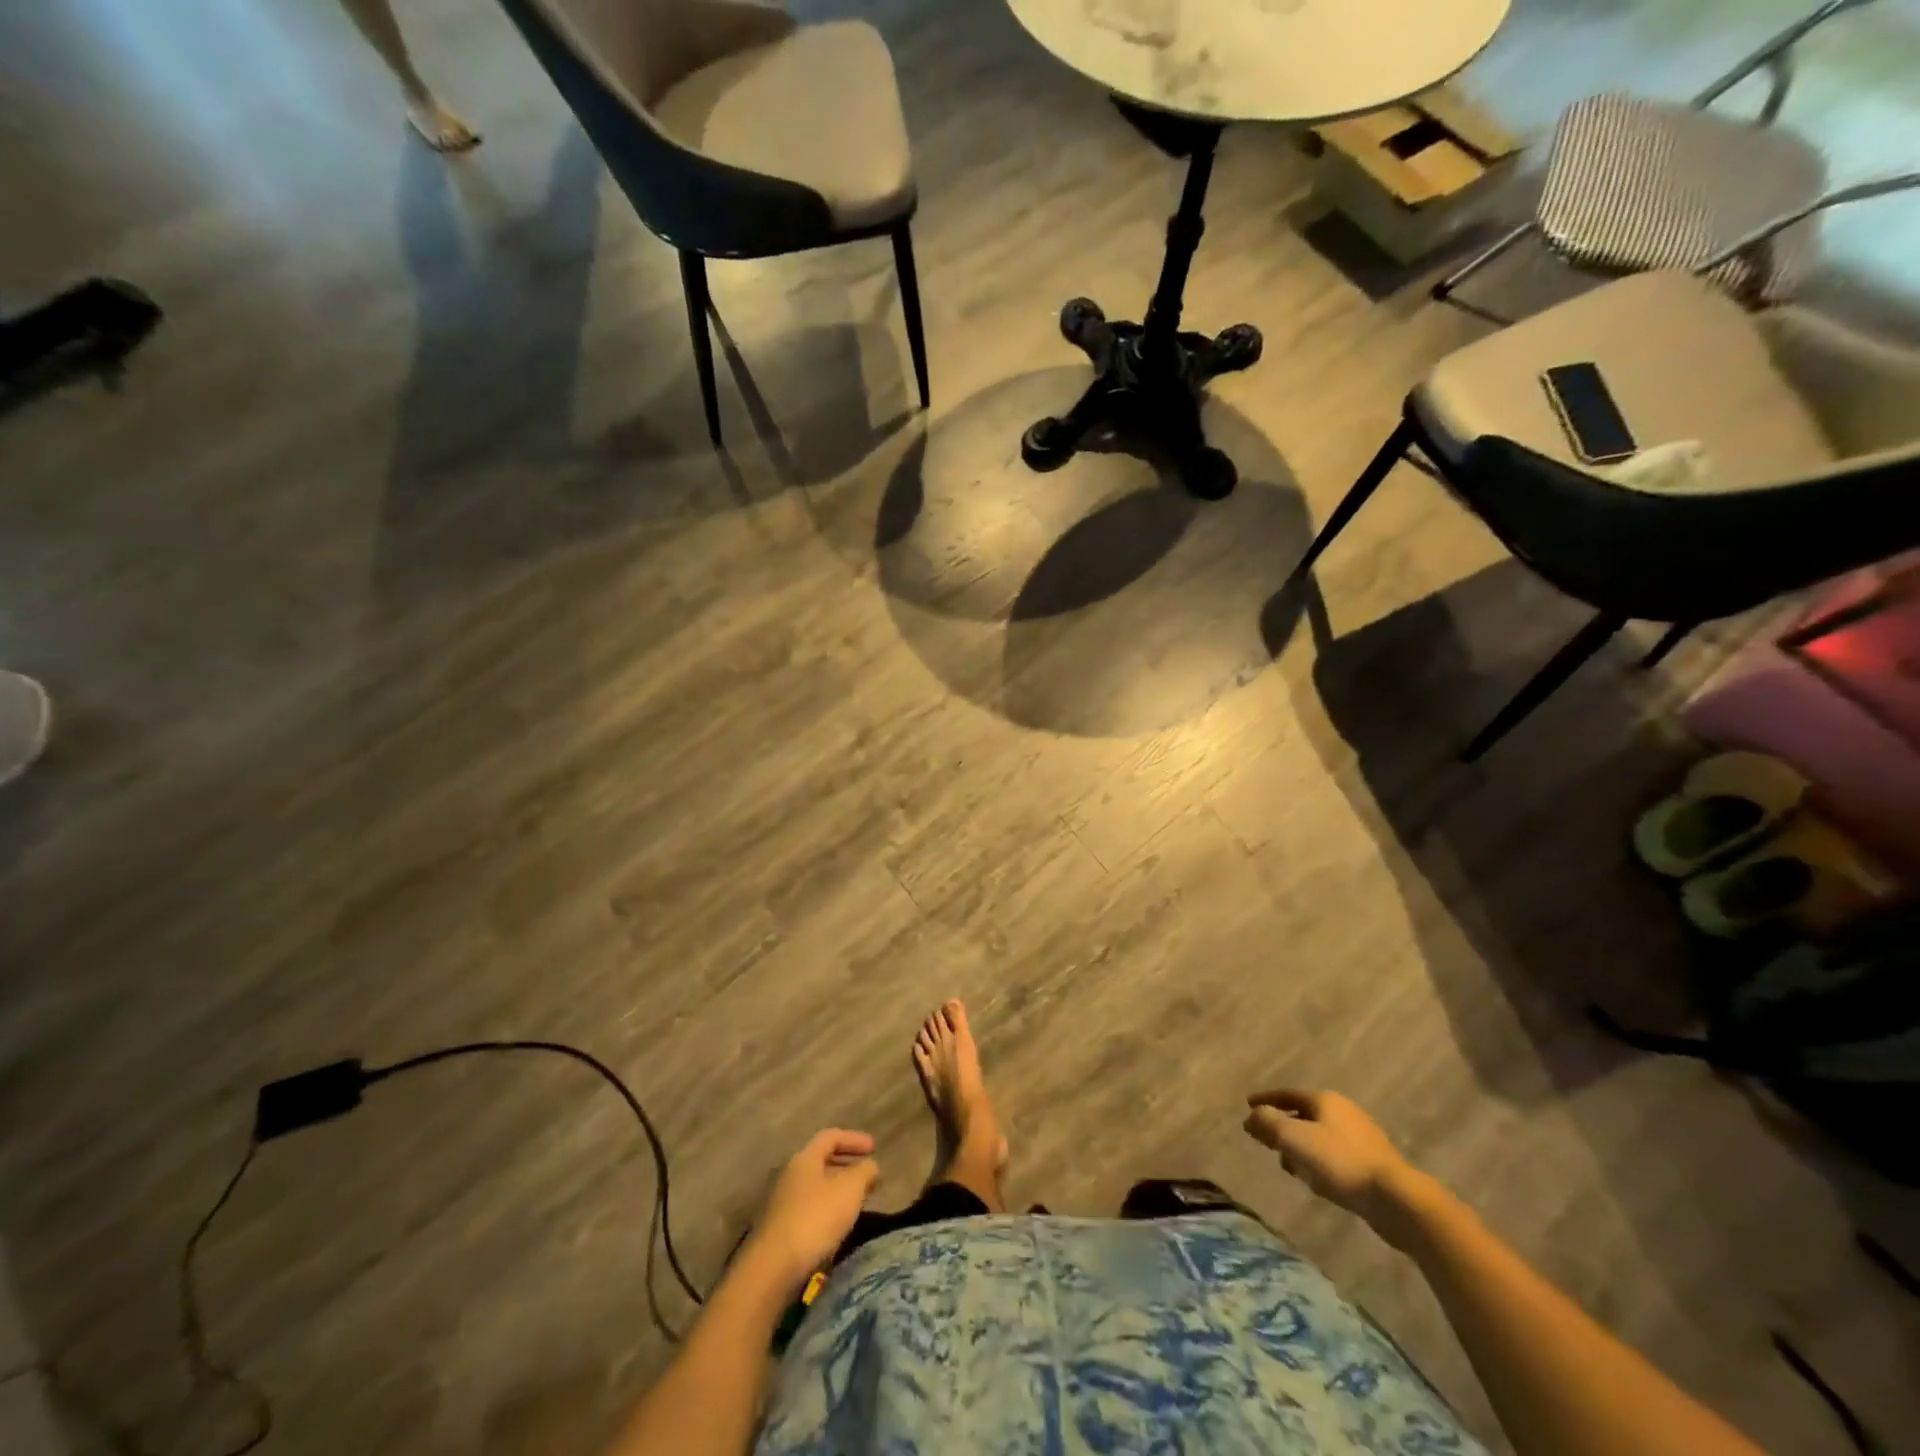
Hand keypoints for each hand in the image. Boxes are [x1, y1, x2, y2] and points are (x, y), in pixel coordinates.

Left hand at [742, 1129, 879, 1293]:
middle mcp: (791, 1175)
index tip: (874, 1148)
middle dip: (847, 1165)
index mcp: (805, 1159)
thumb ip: (865, 1172)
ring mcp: (783, 1203)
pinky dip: (828, 1210)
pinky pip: (810, 1209)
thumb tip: (871, 1165)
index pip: (831, 1136)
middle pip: (822, 1161)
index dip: (854, 1139)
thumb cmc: (815, 1218)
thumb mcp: (849, 1189)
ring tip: (858, 1202)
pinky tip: (838, 1226)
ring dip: (838, 1190)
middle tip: (868, 1175)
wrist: (773, 1268)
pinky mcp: (780, 1229)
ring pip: (816, 1187)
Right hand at [1244, 1089, 1424, 1247]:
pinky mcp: (1372, 1164)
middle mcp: (1344, 1112)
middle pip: (1304, 1115)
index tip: (1248, 1104)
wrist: (1397, 1200)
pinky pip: (1335, 1156)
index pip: (1287, 1094)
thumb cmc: (1340, 1162)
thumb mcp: (1294, 1139)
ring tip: (1288, 1165)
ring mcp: (1361, 1138)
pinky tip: (1316, 1181)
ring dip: (1301, 1148)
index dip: (1266, 1099)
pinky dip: (1318, 1162)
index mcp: (1325, 1100)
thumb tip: (1251, 1116)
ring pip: (1320, 1137)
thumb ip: (1268, 1124)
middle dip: (1284, 1126)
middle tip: (1266, 1139)